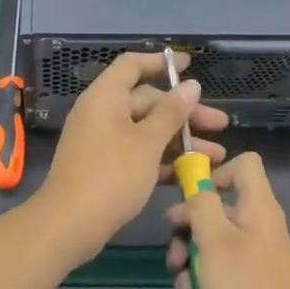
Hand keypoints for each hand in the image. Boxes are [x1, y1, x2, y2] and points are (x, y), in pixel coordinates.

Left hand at [32, 52, 227, 265]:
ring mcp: (102, 141)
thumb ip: (172, 112)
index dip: (161, 63)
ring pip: (147, 131)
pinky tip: (191, 173)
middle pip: (147, 101)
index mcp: (106, 97)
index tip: (191, 67)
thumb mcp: (148, 142)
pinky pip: (138, 153)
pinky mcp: (105, 167)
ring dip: (180, 141)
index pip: (133, 65)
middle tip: (220, 125)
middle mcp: (102, 113)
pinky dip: (163, 160)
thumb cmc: (111, 175)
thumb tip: (191, 85)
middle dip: (185, 113)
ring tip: (216, 156)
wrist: (69, 225)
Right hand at [165, 152, 289, 288]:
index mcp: (257, 207)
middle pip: (214, 210)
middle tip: (175, 259)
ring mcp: (255, 257)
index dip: (214, 172)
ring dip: (189, 269)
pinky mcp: (250, 284)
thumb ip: (200, 205)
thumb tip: (193, 190)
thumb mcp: (214, 241)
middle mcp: (258, 226)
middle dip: (186, 235)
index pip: (244, 164)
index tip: (190, 198)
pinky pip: (219, 274)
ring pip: (210, 247)